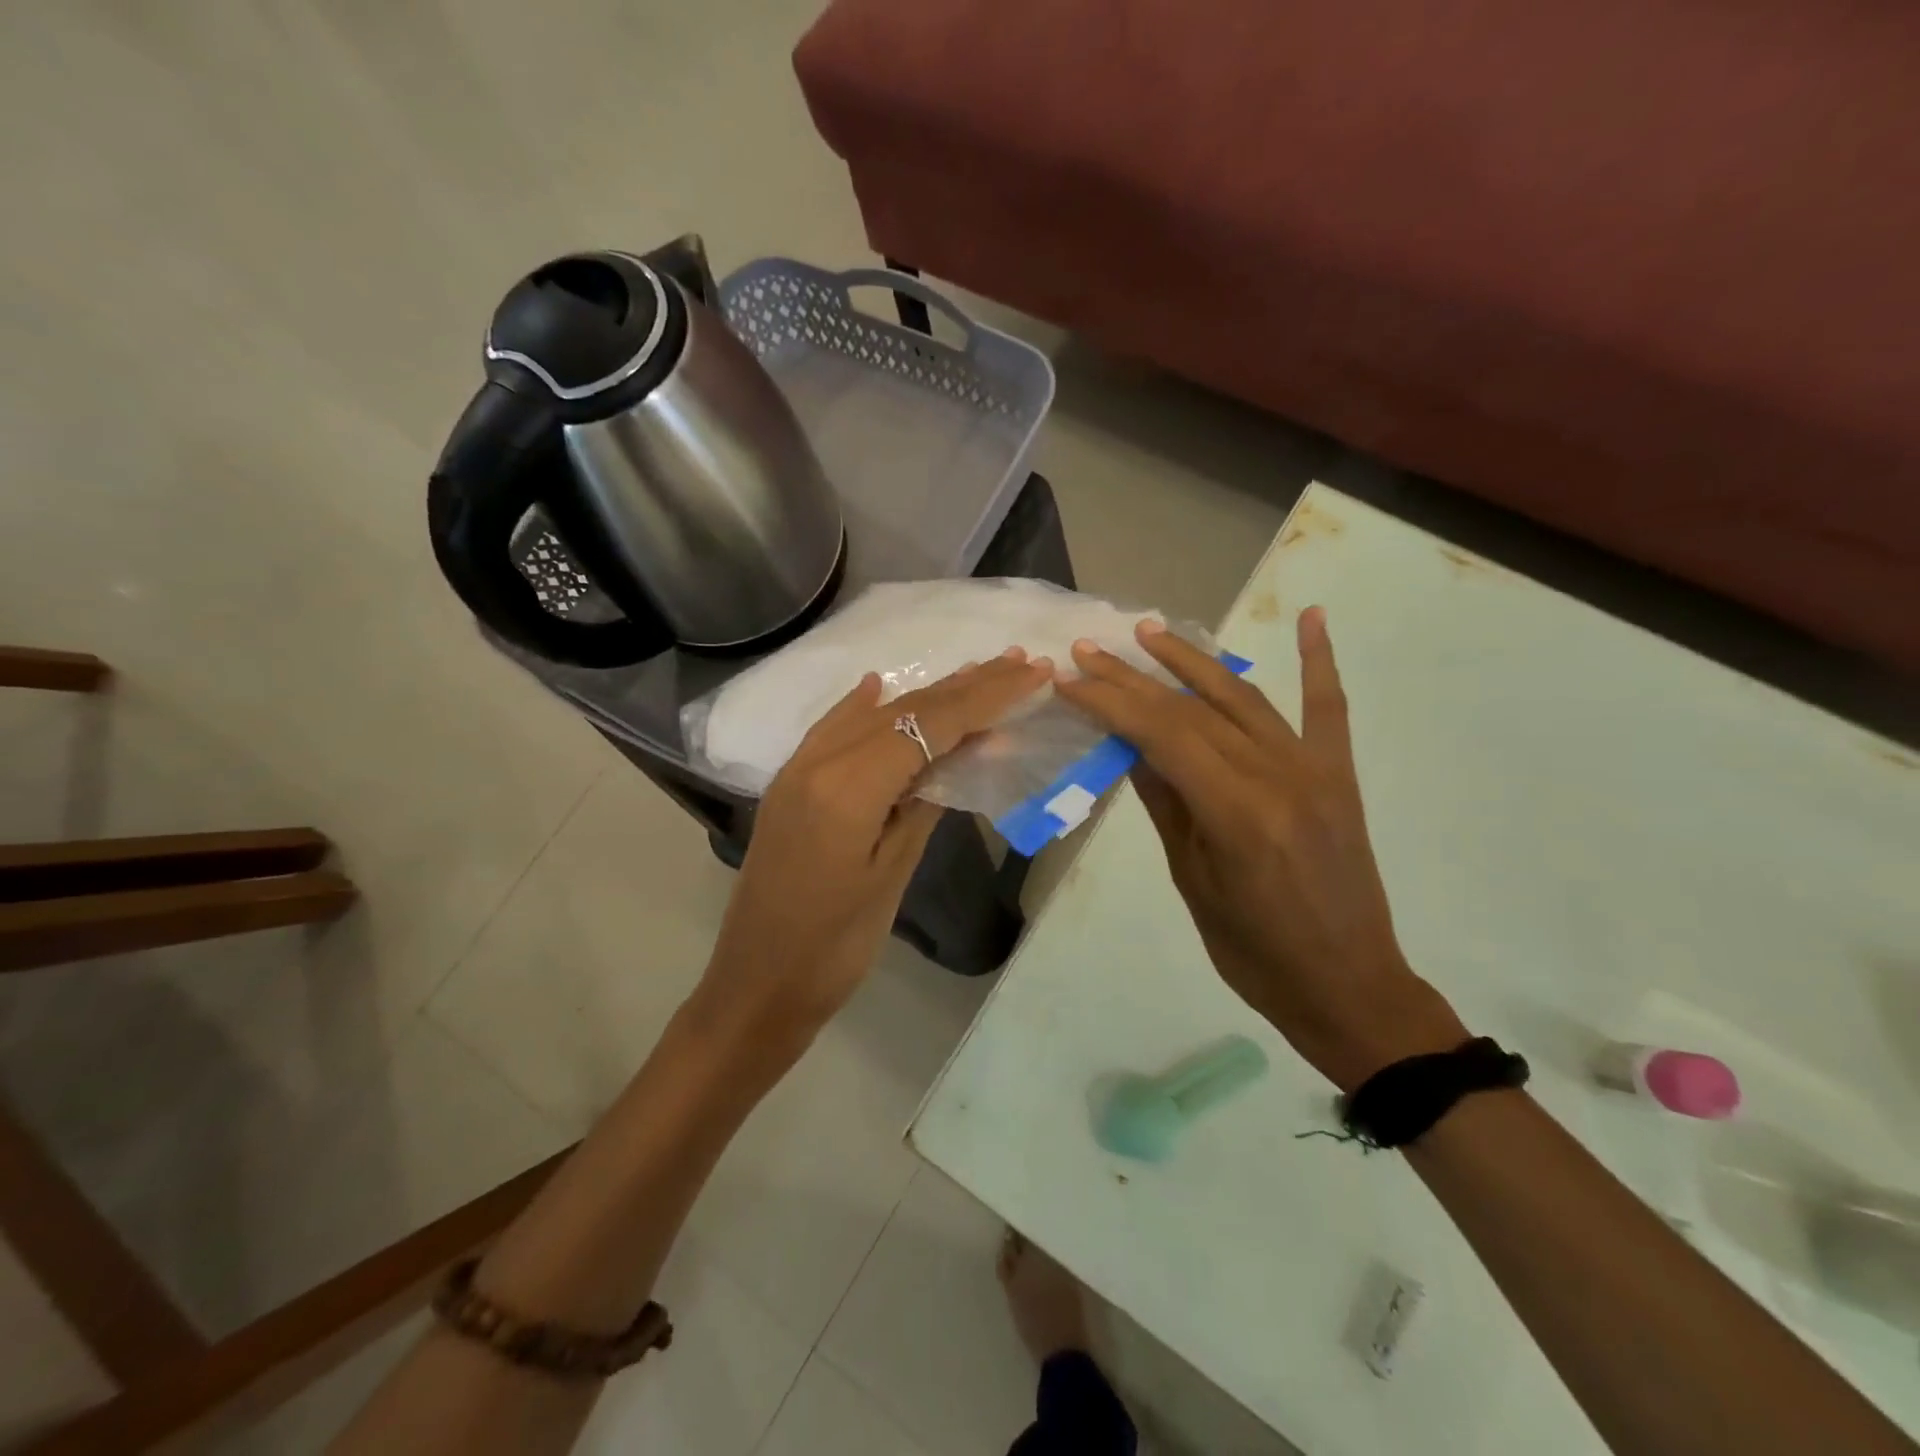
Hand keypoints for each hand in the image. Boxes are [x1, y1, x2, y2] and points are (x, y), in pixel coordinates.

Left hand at [690, 650, 1051, 1059]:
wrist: (756, 985)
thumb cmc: (835, 946)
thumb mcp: (893, 873)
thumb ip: (928, 800)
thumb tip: (970, 747)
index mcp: (849, 786)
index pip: (930, 724)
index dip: (986, 697)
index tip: (1032, 673)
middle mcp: (819, 761)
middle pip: (904, 710)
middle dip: (966, 686)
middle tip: (1017, 662)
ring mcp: (798, 769)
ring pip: (872, 715)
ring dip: (925, 694)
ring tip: (975, 673)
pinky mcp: (790, 784)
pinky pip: (833, 730)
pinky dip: (864, 707)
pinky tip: (879, 685)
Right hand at [1054, 610, 1464, 1091]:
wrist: (1346, 985)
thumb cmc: (1253, 951)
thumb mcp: (1192, 879)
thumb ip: (1165, 802)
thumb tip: (1128, 744)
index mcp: (1235, 810)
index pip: (1160, 733)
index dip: (1109, 701)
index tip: (1069, 679)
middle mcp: (1276, 774)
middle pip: (1192, 708)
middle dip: (1134, 676)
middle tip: (1090, 650)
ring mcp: (1313, 769)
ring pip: (1243, 696)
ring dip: (1193, 659)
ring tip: (1151, 631)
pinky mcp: (1339, 774)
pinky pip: (1328, 709)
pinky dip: (1320, 660)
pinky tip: (1312, 616)